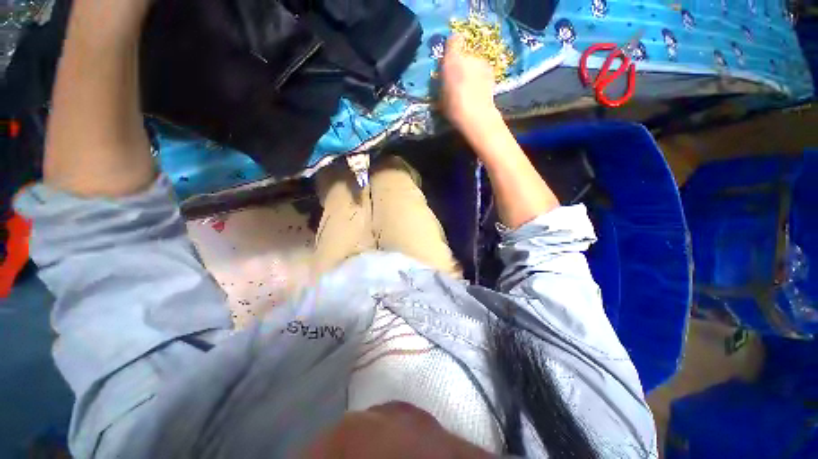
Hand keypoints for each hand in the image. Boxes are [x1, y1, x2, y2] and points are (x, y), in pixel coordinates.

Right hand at [440, 35, 498, 131]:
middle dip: (462, 64)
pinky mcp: (492, 73)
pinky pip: (483, 72)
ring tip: (470, 88)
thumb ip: (443, 80)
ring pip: (475, 64)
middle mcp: (469, 56)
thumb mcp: (441, 95)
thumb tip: (446, 77)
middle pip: (465, 55)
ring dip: (473, 71)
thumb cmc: (453, 106)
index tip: (450, 56)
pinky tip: (479, 91)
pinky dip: (481, 78)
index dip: (452, 45)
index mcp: (452, 60)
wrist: (476, 115)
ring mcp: (482, 63)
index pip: (453, 40)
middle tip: (459, 80)